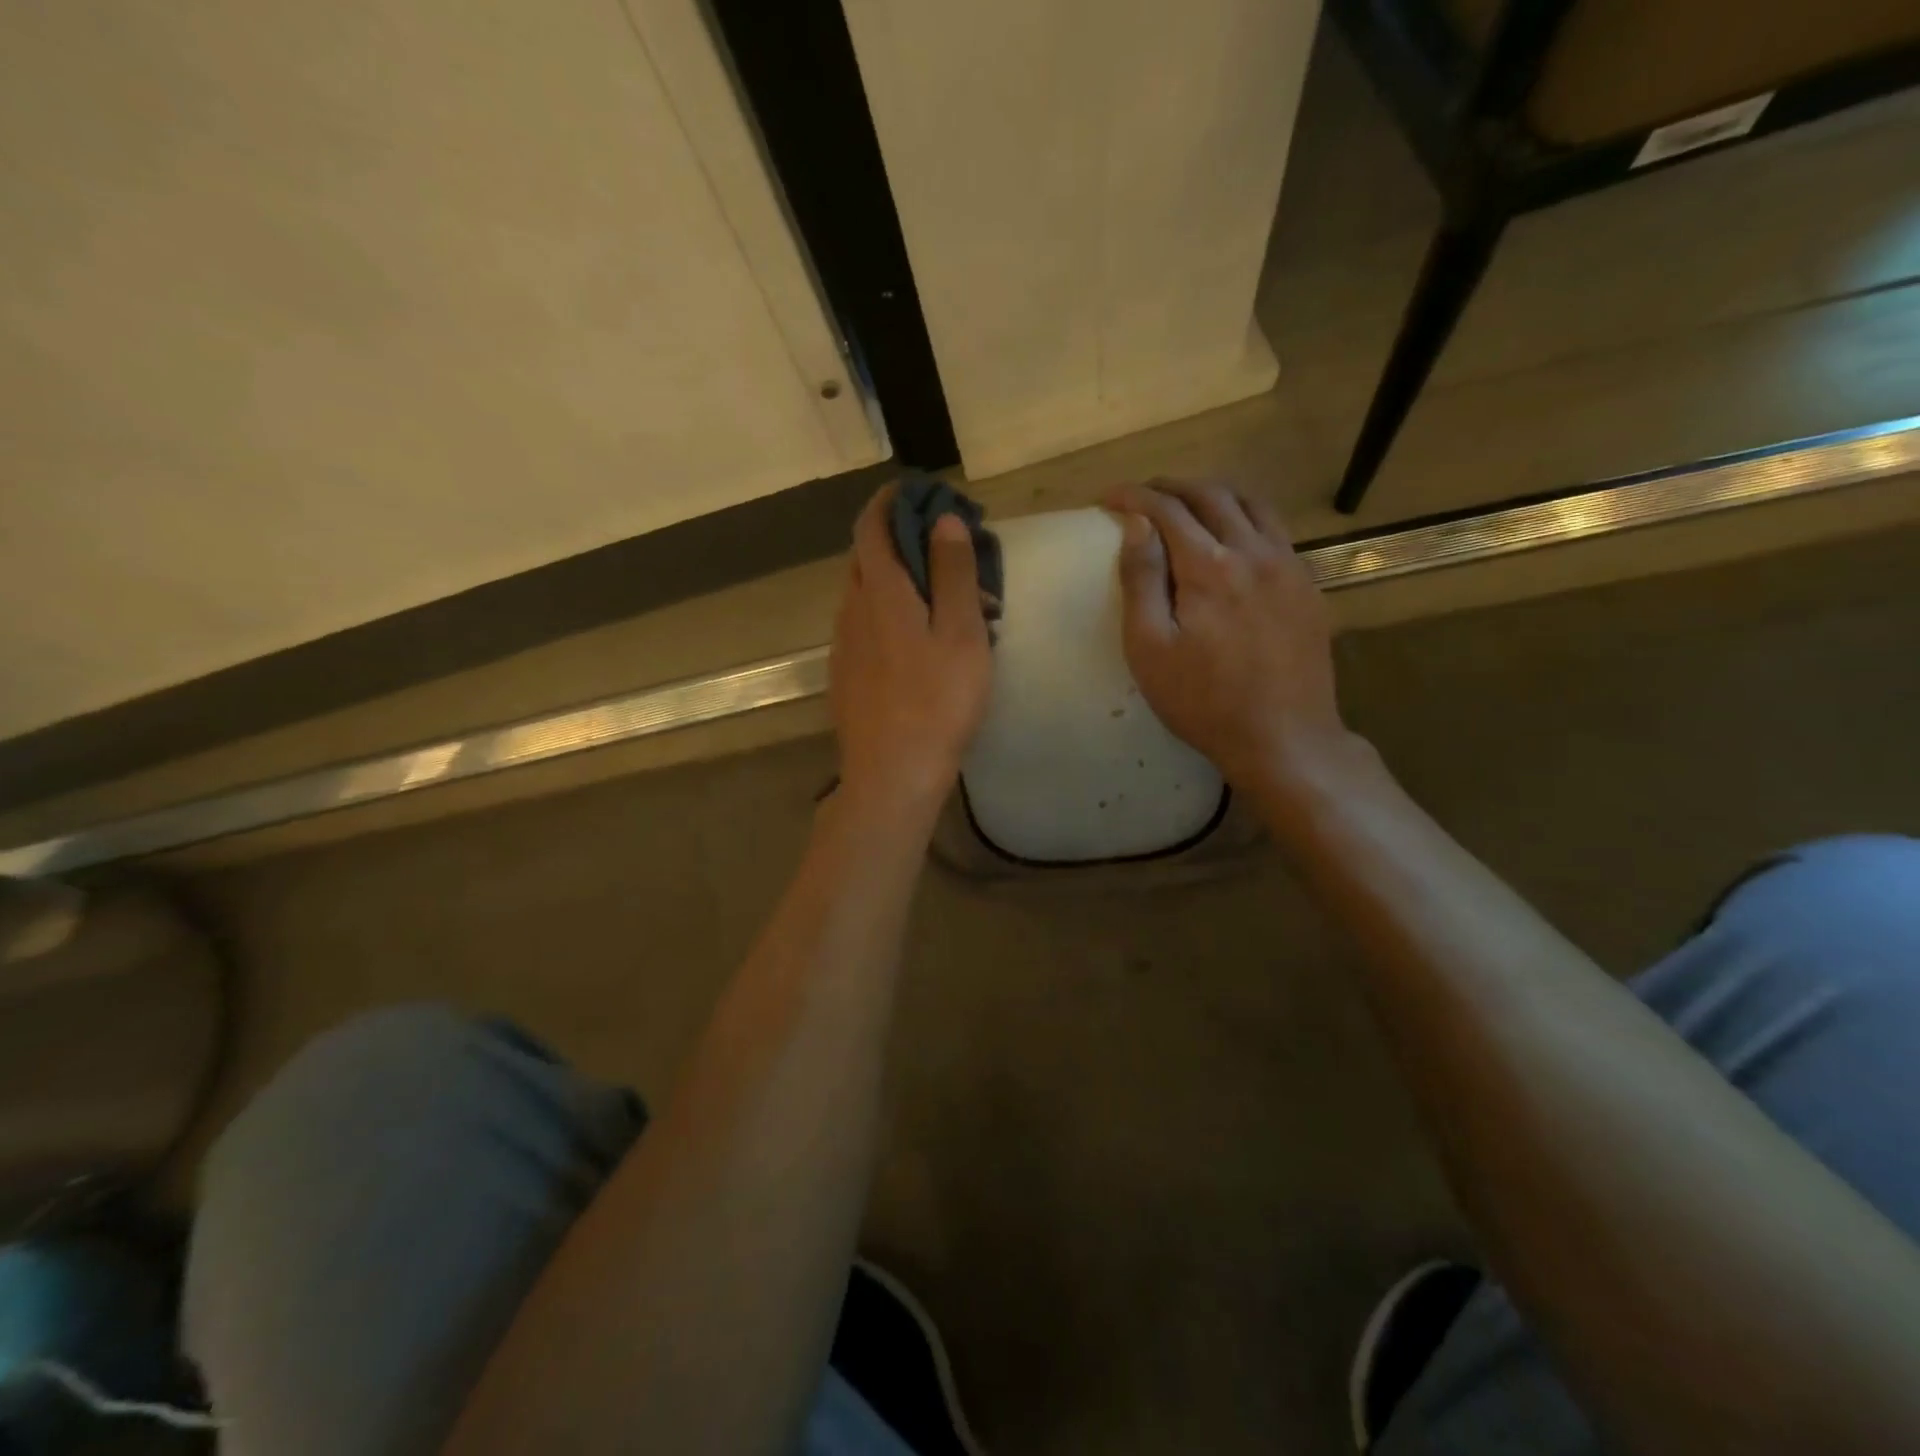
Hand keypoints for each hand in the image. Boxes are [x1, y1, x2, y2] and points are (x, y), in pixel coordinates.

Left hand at [829, 486, 992, 818]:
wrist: (892, 775)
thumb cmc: (937, 702)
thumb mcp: (961, 633)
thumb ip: (952, 573)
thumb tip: (944, 520)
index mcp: (880, 592)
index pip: (871, 525)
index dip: (890, 501)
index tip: (917, 491)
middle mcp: (852, 610)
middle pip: (867, 557)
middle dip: (900, 540)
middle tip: (943, 548)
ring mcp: (843, 645)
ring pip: (866, 594)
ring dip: (897, 581)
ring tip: (940, 598)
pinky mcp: (845, 675)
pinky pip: (864, 626)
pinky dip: (888, 613)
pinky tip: (917, 642)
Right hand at [1105, 479, 1352, 794]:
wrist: (1284, 738)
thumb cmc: (1203, 701)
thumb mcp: (1151, 649)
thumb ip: (1141, 581)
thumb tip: (1137, 525)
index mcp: (1209, 567)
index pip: (1167, 510)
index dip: (1133, 497)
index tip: (1107, 498)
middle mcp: (1253, 552)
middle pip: (1211, 495)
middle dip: (1171, 487)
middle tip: (1142, 496)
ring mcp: (1288, 566)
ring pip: (1251, 504)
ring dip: (1213, 494)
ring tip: (1186, 502)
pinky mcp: (1307, 586)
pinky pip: (1276, 530)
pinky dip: (1245, 516)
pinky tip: (1232, 536)